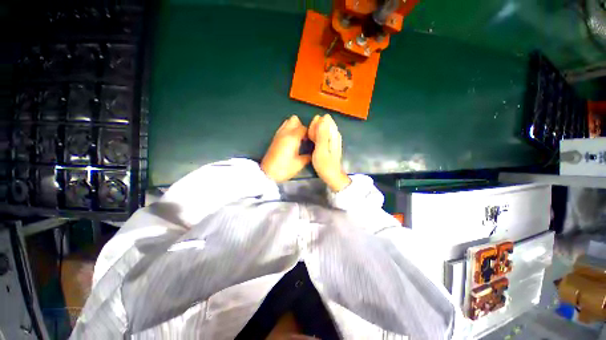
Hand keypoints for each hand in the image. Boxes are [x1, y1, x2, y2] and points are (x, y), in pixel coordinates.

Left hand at [261, 115, 310, 181]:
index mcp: (292, 138)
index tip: (312, 140)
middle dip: (301, 126)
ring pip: (287, 122)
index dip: (310, 133)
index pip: (304, 128)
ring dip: (294, 127)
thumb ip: (308, 156)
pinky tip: (291, 140)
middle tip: (305, 137)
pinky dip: (288, 130)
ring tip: (298, 138)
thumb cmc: (284, 168)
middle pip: (294, 120)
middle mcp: (285, 133)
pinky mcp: (274, 138)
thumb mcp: (299, 164)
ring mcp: (278, 135)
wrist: (268, 173)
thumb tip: (313, 153)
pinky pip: (283, 128)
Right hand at [308, 114, 350, 191]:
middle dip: (314, 129)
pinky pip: (322, 135)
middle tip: (311, 140)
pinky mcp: (329, 143)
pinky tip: (313, 142)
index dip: (315, 125)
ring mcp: (333, 138)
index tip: (310, 135)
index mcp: (334, 134)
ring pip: (322, 129)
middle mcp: (335, 134)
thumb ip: (322, 134)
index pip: (325, 120)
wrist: (332, 176)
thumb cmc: (325, 164)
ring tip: (311, 142)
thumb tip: (323, 117)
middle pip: (323, 124)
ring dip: (314, 133)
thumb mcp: (321, 149)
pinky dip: (316, 137)